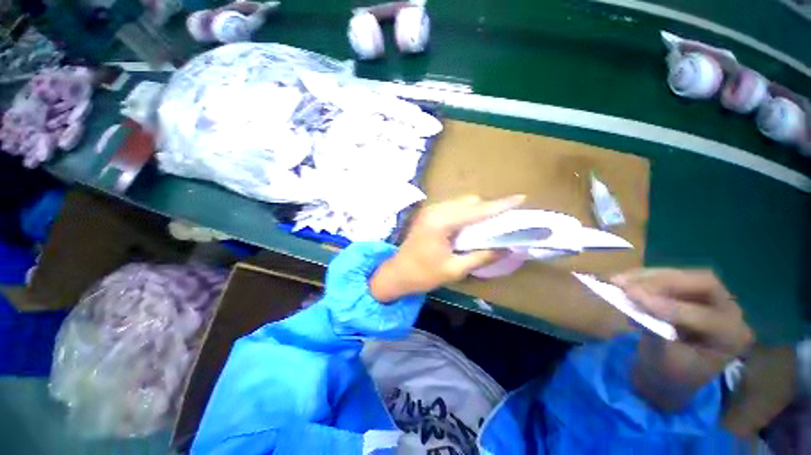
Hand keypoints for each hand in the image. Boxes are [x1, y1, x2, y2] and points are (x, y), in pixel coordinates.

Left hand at [370, 195, 524, 301]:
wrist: (397, 273)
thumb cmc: (423, 274)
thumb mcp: (454, 269)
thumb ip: (481, 257)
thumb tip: (507, 248)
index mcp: (441, 222)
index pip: (476, 210)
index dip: (500, 205)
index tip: (520, 198)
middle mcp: (436, 210)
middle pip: (469, 201)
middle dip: (489, 208)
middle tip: (505, 219)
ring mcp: (430, 210)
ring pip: (461, 202)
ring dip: (477, 210)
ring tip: (491, 223)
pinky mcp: (429, 214)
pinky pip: (453, 207)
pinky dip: (466, 212)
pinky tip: (471, 225)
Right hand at [612, 269, 753, 409]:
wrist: (670, 375)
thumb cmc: (669, 374)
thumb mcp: (663, 362)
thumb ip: (655, 333)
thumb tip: (634, 305)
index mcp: (731, 339)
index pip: (704, 316)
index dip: (668, 306)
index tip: (630, 296)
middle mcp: (731, 313)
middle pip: (703, 284)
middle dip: (662, 281)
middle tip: (626, 283)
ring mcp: (714, 299)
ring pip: (685, 276)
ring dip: (649, 276)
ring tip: (618, 279)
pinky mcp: (694, 292)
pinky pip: (673, 277)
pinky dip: (646, 277)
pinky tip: (626, 280)